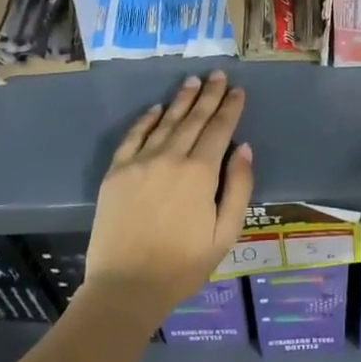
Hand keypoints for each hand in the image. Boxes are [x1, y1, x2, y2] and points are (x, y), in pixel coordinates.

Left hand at [83, 71, 254, 326]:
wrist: (126, 287)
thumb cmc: (183, 265)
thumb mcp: (226, 233)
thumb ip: (239, 187)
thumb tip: (244, 149)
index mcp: (200, 173)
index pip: (220, 129)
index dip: (230, 108)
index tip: (238, 90)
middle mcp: (170, 157)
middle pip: (194, 118)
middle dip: (209, 95)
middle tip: (217, 74)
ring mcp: (140, 162)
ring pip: (166, 122)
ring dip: (181, 100)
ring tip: (192, 81)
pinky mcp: (116, 173)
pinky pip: (134, 137)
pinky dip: (147, 120)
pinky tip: (157, 108)